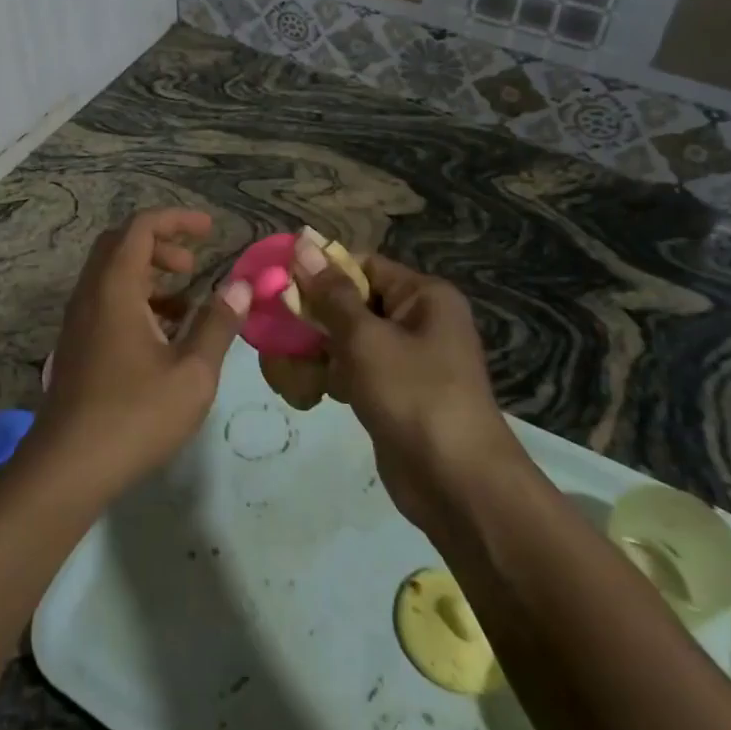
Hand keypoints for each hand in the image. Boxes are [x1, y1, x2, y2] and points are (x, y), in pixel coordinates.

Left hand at [35, 209, 249, 501]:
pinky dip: (136, 300)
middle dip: (160, 243)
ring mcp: (78, 320)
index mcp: (115, 287)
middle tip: (193, 263)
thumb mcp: (192, 372)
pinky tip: (163, 335)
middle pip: (121, 244)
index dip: (177, 219)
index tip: (210, 230)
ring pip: (112, 275)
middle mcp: (90, 293)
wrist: (68, 465)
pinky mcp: (77, 345)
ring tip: (186, 303)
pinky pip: (106, 302)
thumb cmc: (135, 415)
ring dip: (148, 274)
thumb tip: (241, 287)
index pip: (141, 227)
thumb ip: (217, 324)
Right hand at [290, 242, 517, 528]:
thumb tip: (304, 244)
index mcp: (423, 296)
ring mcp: (407, 360)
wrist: (458, 485)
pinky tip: (305, 392)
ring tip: (283, 367)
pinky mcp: (395, 393)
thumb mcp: (365, 339)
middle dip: (312, 316)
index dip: (319, 272)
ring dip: (315, 350)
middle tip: (271, 330)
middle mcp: (419, 320)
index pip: (362, 265)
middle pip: (352, 302)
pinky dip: (330, 376)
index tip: (277, 284)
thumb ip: (330, 294)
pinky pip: (355, 370)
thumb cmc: (413, 396)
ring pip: (348, 338)